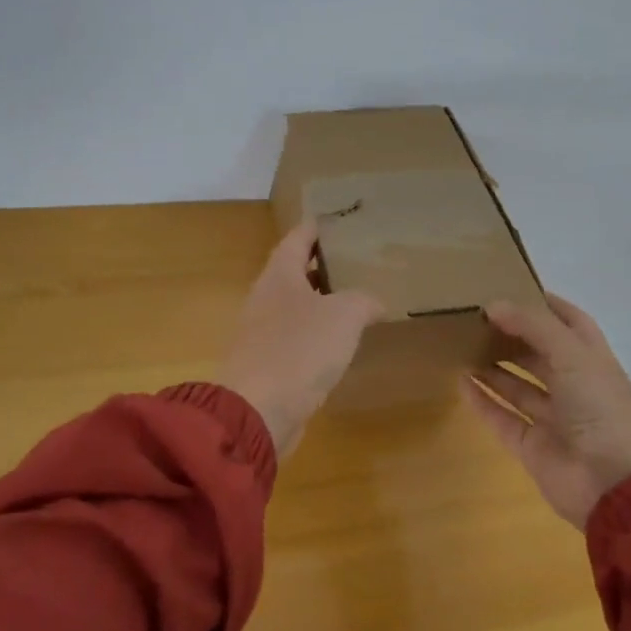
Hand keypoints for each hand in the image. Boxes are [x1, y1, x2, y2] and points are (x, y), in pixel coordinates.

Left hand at [217, 220, 385, 460]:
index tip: (335, 218)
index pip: (297, 238)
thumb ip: (362, 300)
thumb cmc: (298, 350)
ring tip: (355, 297)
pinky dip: (318, 333)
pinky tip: (340, 341)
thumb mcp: (343, 316)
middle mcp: (266, 297)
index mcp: (279, 275)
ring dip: (322, 300)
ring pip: (296, 305)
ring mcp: (263, 332)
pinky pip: (296, 337)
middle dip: (322, 263)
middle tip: (355, 258)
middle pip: (294, 271)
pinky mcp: (268, 363)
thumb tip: (373, 302)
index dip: (316, 226)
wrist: (257, 411)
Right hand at [461, 294, 630, 529]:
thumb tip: (493, 304)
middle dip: (511, 335)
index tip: (511, 287)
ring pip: (518, 386)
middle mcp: (574, 387)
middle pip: (539, 354)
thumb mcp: (572, 354)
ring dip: (493, 367)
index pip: (570, 323)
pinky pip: (503, 418)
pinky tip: (461, 381)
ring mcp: (553, 419)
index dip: (545, 305)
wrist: (616, 486)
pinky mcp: (532, 447)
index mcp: (593, 361)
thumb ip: (533, 326)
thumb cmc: (602, 408)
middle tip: (475, 317)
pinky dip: (483, 401)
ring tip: (461, 344)